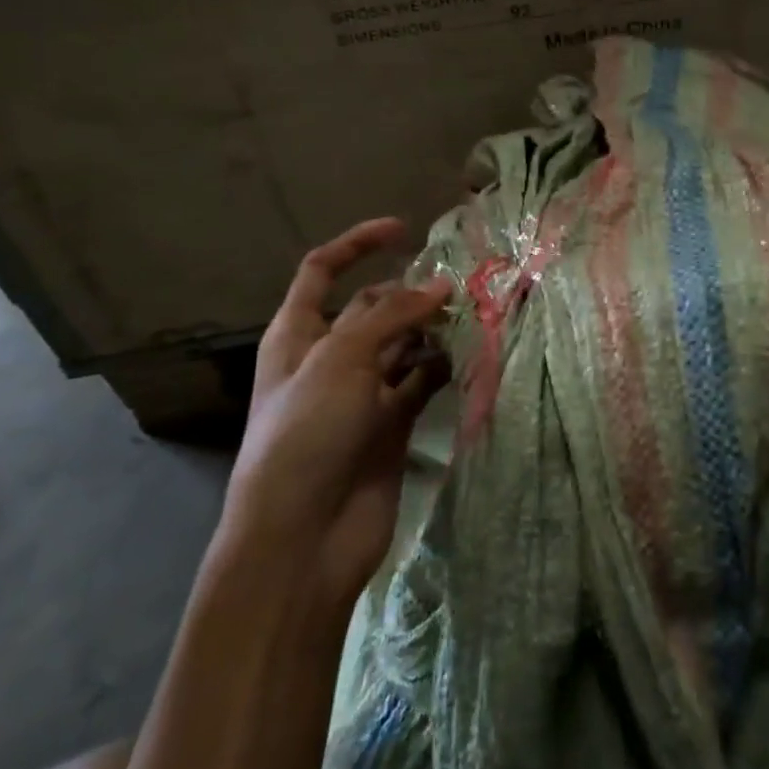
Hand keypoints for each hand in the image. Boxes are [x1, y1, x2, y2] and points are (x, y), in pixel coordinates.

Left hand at [226, 218, 449, 607]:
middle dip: (410, 292)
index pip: (322, 271)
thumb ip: (393, 316)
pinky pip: (421, 382)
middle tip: (458, 285)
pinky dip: (442, 367)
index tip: (403, 229)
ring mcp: (362, 393)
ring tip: (471, 315)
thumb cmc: (306, 434)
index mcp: (298, 335)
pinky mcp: (391, 423)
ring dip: (432, 328)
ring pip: (403, 343)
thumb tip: (441, 286)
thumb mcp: (342, 359)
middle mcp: (330, 358)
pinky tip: (468, 356)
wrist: (303, 538)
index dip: (358, 244)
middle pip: (373, 307)